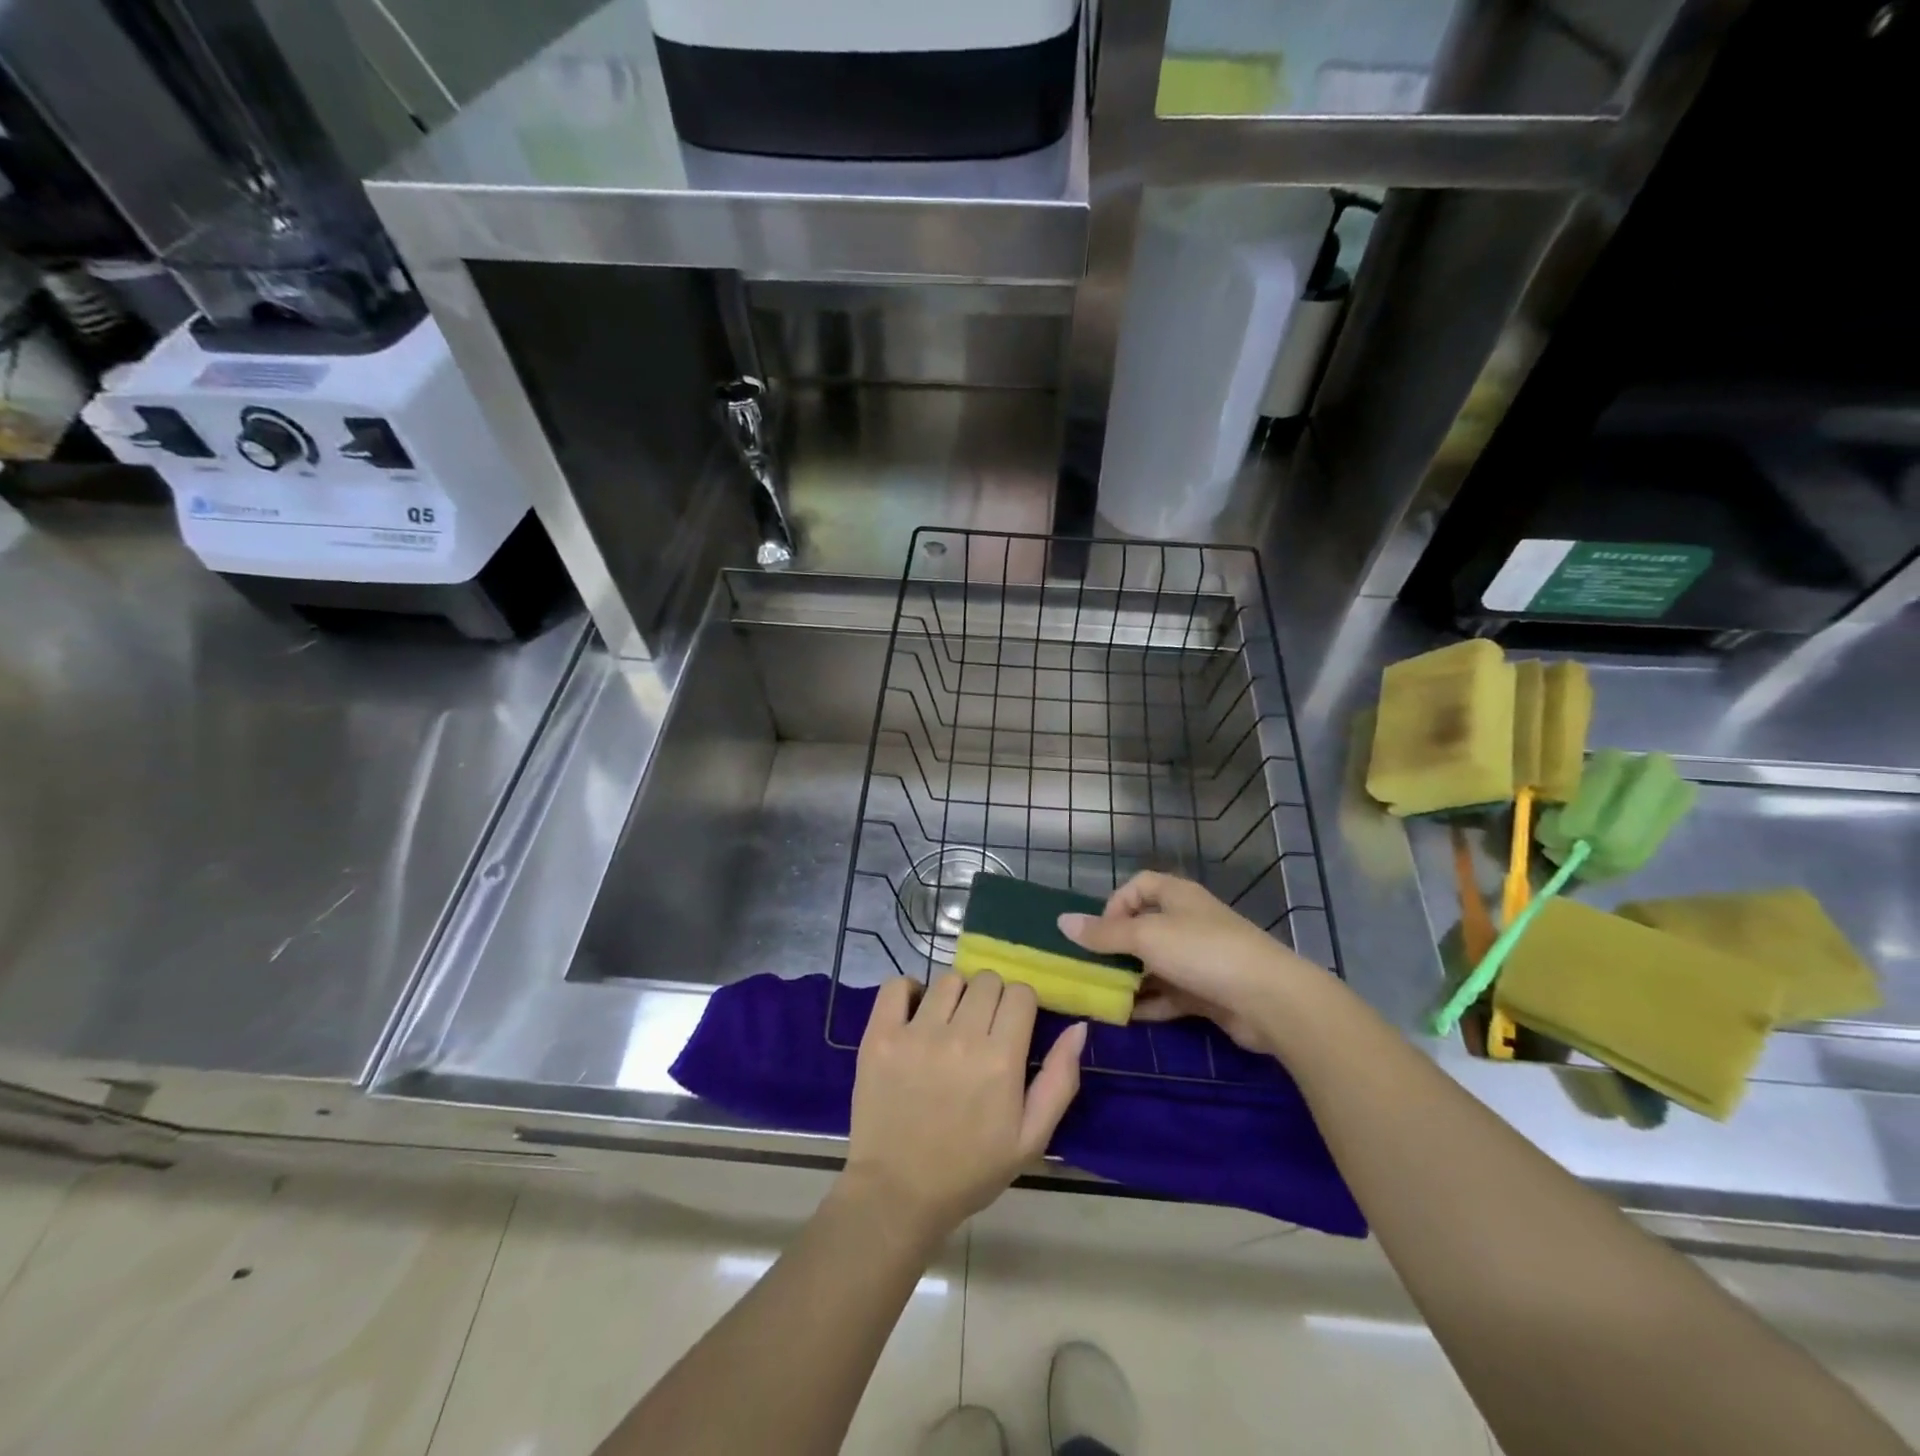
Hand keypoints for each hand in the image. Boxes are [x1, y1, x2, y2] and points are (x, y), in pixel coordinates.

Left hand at [842, 972, 1085, 1241]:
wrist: (898, 1194)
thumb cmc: (971, 1170)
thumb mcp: (1031, 1138)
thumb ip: (1059, 1079)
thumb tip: (1078, 1026)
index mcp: (1000, 1060)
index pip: (1020, 993)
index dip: (1021, 1006)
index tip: (1013, 1028)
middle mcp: (960, 1038)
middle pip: (986, 980)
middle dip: (991, 999)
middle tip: (982, 1030)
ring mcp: (916, 1034)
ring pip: (948, 980)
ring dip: (955, 996)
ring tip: (949, 1026)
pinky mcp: (880, 1036)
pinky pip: (898, 984)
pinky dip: (910, 991)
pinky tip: (916, 1015)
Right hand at [1058, 871, 1329, 1056]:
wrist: (1269, 999)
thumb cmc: (1203, 952)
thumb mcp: (1146, 937)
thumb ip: (1104, 934)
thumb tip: (1062, 922)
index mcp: (1177, 896)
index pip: (1137, 886)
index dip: (1114, 904)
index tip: (1099, 932)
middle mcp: (1188, 922)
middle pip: (1143, 927)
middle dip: (1116, 947)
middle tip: (1092, 968)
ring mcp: (1199, 959)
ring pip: (1154, 964)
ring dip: (1130, 978)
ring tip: (1102, 995)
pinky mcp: (1207, 992)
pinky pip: (1168, 994)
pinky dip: (1148, 1003)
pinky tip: (1126, 1017)